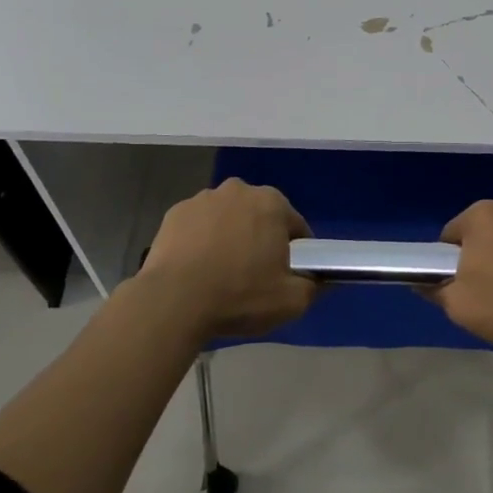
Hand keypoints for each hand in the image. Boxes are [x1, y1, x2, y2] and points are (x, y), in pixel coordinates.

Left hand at [137, 179, 316, 341]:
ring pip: (227, 217)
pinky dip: (201, 240)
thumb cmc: (239, 296)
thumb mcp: (291, 301)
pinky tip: (196, 268)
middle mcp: (239, 190)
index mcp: (272, 203)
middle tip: (253, 275)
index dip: (295, 252)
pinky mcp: (175, 212)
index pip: (295, 226)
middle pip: (259, 216)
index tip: (285, 275)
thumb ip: (314, 286)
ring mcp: (203, 198)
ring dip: (229, 236)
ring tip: (220, 273)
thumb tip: (320, 279)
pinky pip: (198, 225)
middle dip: (260, 239)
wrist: (172, 301)